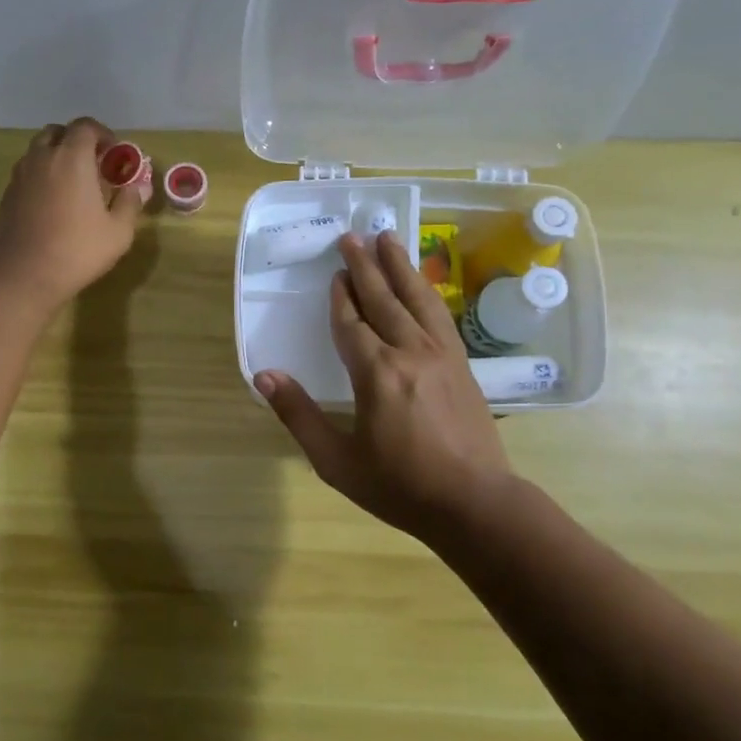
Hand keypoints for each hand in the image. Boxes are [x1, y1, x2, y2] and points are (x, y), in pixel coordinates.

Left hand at [0, 117, 143, 310]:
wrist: (22, 274)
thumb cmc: (77, 250)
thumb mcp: (118, 231)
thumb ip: (130, 202)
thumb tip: (139, 186)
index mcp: (72, 157)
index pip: (86, 126)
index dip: (103, 135)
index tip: (114, 154)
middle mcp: (42, 157)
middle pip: (57, 133)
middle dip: (76, 142)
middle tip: (93, 166)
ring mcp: (20, 175)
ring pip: (38, 151)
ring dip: (56, 158)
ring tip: (72, 185)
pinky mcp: (7, 194)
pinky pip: (27, 173)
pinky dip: (41, 177)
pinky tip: (52, 204)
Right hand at [255, 231, 518, 543]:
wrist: (475, 503)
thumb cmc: (400, 486)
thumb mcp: (337, 460)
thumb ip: (299, 415)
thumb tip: (264, 376)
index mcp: (377, 373)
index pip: (352, 323)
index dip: (340, 299)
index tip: (334, 274)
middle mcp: (410, 352)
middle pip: (384, 300)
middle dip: (366, 267)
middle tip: (353, 236)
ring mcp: (442, 356)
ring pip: (417, 300)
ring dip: (400, 267)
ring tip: (388, 239)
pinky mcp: (463, 365)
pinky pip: (440, 316)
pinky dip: (426, 292)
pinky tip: (422, 285)